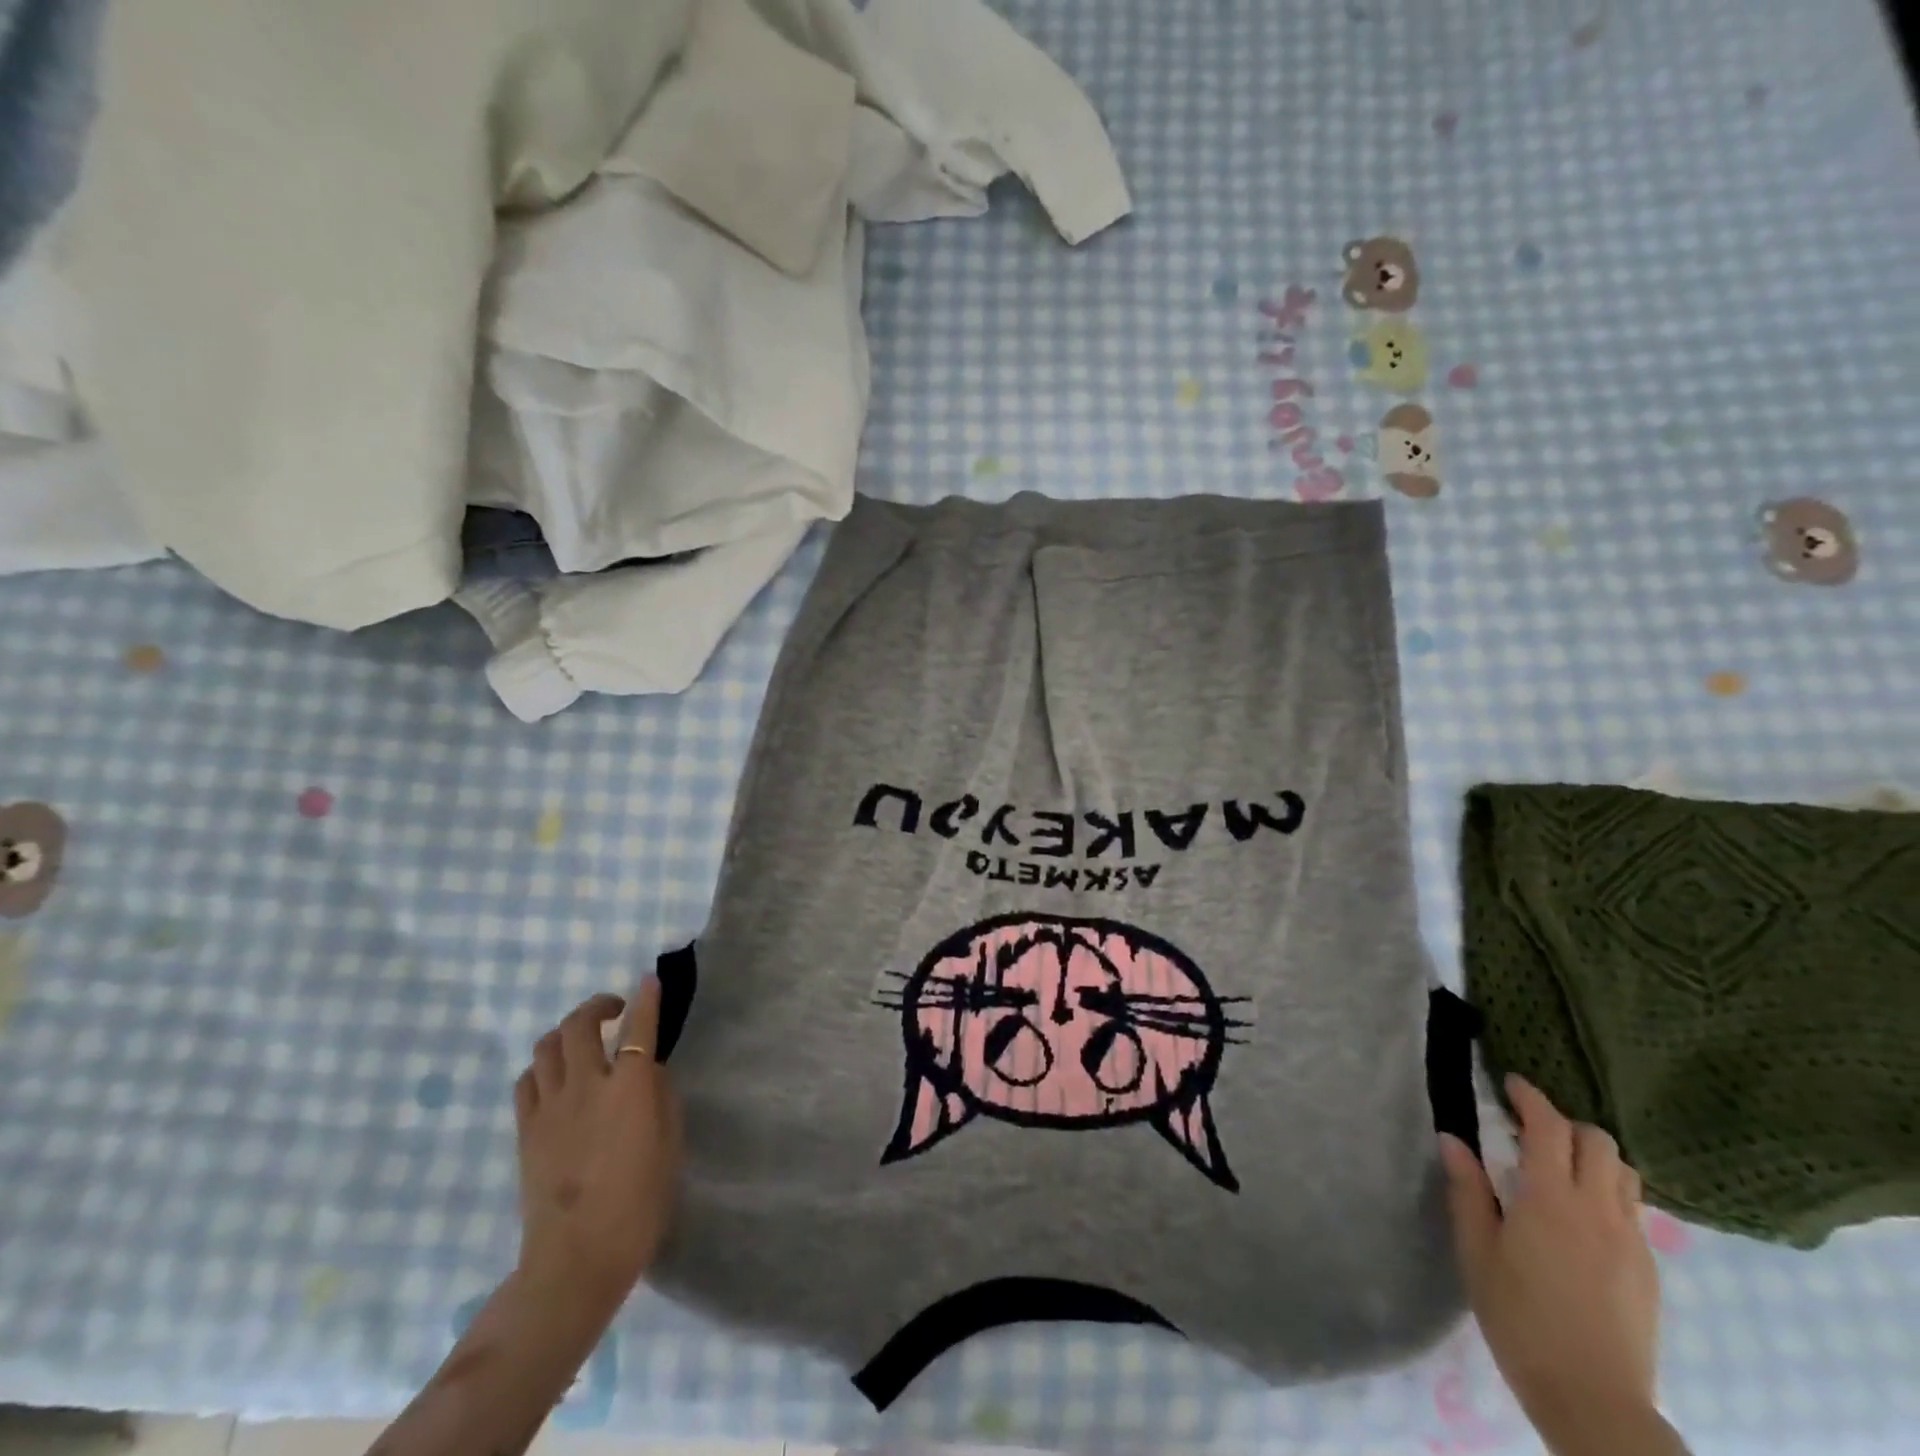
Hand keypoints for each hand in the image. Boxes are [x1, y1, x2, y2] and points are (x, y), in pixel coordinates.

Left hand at [515, 979, 682, 1299]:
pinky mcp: (526, 1129)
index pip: (639, 1027)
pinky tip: (557, 1078)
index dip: (646, 999)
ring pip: (547, 1045)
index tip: (648, 981)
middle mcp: (586, 1085)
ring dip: (567, 1032)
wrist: (576, 1259)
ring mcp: (550, 1106)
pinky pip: (528, 1079)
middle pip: (580, 1024)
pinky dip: (544, 1066)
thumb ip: (660, 1096)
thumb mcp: (670, 1144)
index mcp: (630, 1088)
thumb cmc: (639, 1202)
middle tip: (614, 1011)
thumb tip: (646, 1069)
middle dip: (598, 1006)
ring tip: (583, 1042)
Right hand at [1440, 1077, 1668, 1453]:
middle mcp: (1599, 1210)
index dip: (1530, 1097)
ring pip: (1624, 1173)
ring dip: (1593, 1156)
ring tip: (1560, 1167)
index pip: (1549, 1127)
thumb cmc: (1519, 1317)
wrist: (1593, 1399)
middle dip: (1565, 1123)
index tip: (1509, 1083)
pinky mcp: (1648, 1269)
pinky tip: (1580, 1216)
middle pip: (1598, 1142)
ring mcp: (1631, 1240)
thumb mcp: (1477, 1251)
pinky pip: (1632, 1209)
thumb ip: (1468, 1190)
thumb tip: (1453, 1138)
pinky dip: (1607, 1191)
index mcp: (1551, 1200)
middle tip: (1530, 1128)